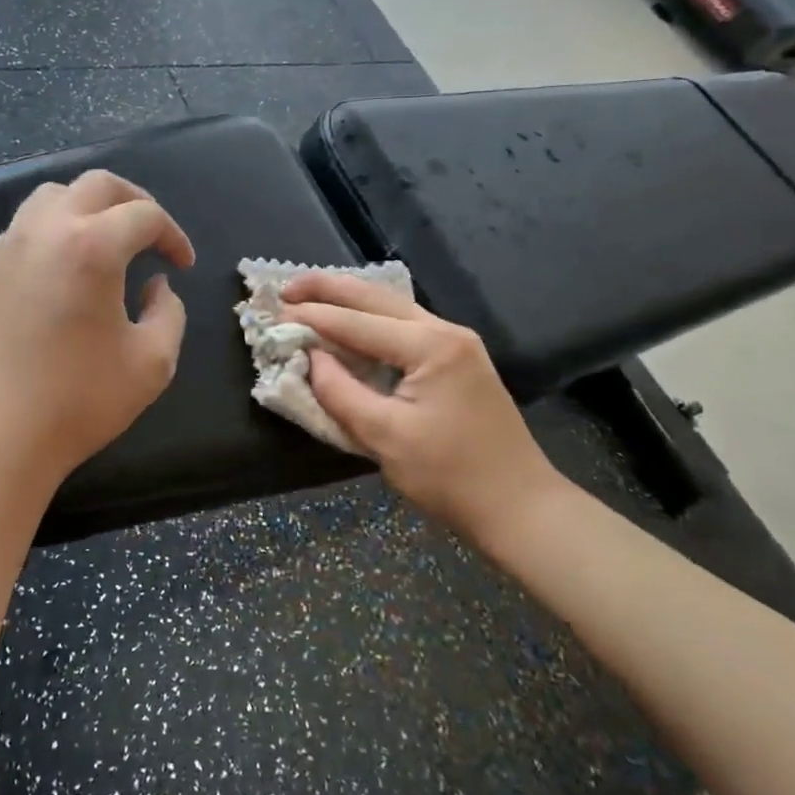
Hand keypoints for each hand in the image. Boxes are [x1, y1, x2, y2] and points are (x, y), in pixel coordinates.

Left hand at [0, 170, 194, 517]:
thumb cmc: (77, 402)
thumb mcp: (152, 364)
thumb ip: (169, 313)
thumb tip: (156, 285)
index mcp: (91, 246)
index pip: (144, 214)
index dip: (173, 234)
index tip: (183, 264)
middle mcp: (45, 231)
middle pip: (96, 184)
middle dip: (134, 201)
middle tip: (152, 234)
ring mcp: (6, 247)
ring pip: (52, 196)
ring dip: (89, 207)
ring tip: (107, 243)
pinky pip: (25, 227)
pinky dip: (55, 230)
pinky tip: (65, 271)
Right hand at [279, 271, 565, 544]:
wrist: (520, 506)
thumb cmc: (451, 476)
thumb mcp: (386, 437)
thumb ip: (341, 392)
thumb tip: (311, 359)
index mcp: (431, 347)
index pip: (357, 323)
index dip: (313, 317)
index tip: (274, 312)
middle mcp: (445, 331)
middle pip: (376, 298)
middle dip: (328, 289)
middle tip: (286, 288)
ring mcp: (456, 343)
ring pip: (391, 306)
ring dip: (349, 299)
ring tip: (309, 295)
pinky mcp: (457, 359)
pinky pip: (403, 325)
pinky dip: (369, 318)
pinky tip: (350, 320)